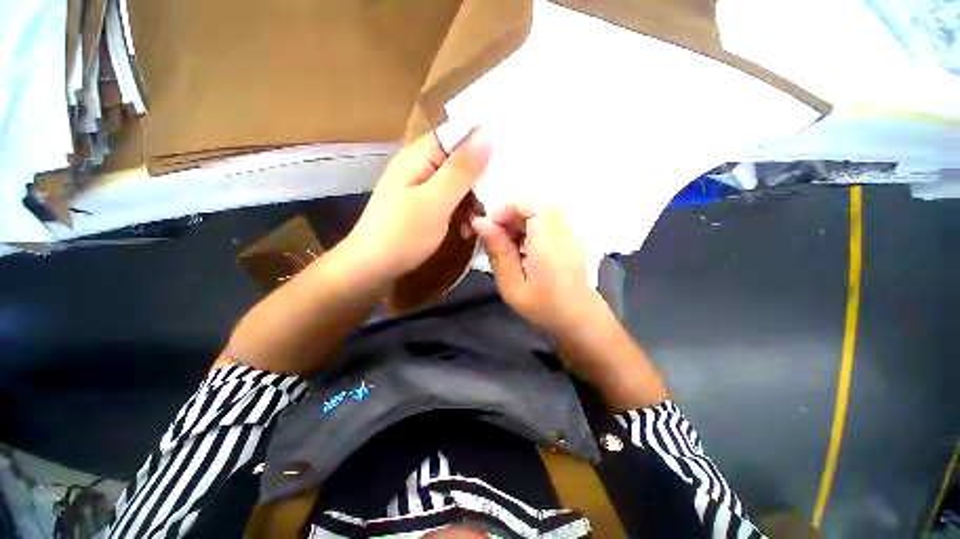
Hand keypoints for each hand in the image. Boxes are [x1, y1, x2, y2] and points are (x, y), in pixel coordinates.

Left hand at [349, 129, 490, 279]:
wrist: (372, 266)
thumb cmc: (403, 234)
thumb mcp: (436, 201)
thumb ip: (461, 169)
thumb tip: (487, 135)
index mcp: (420, 155)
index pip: (459, 134)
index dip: (484, 144)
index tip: (507, 163)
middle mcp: (420, 165)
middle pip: (460, 161)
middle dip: (479, 183)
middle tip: (492, 205)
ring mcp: (421, 186)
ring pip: (458, 184)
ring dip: (471, 202)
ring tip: (476, 224)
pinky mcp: (423, 205)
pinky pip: (449, 201)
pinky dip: (460, 213)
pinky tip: (465, 230)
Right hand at [471, 204, 606, 337]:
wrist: (580, 318)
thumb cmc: (545, 306)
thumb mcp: (512, 285)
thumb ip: (497, 250)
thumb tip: (479, 221)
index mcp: (549, 236)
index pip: (524, 200)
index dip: (502, 211)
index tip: (489, 233)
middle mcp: (564, 224)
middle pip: (529, 203)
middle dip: (508, 219)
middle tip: (496, 245)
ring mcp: (571, 227)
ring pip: (536, 210)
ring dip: (517, 224)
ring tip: (509, 250)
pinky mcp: (572, 232)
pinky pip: (545, 219)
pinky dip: (529, 229)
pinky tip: (524, 251)